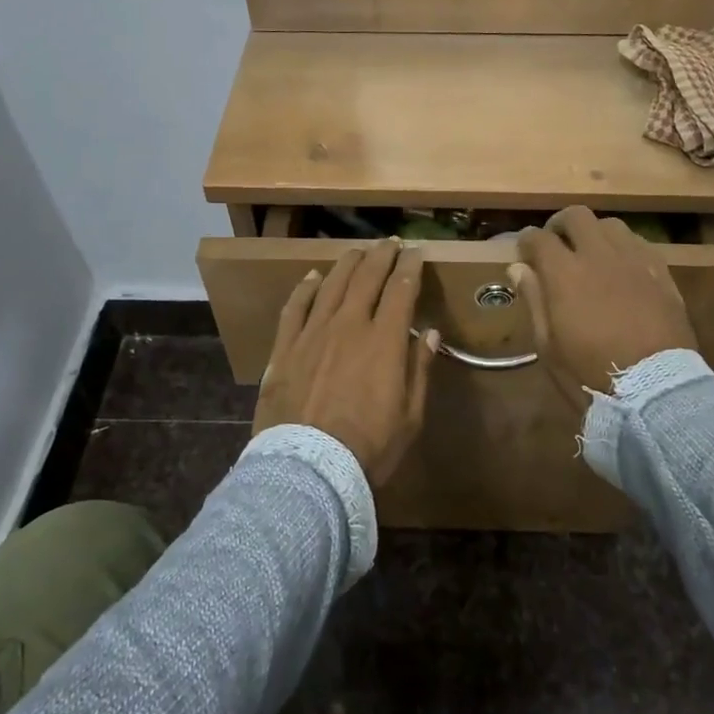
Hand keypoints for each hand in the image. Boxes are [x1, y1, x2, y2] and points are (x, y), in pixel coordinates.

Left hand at [253, 239, 439, 489]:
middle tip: (390, 244)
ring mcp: (312, 333)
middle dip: (381, 256)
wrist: (308, 469)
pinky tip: (312, 277)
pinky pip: (294, 307)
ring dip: (347, 264)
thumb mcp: (410, 416)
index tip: (416, 253)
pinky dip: (305, 288)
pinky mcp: (284, 348)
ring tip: (357, 252)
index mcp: (384, 340)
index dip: (410, 268)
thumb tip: (429, 334)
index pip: (400, 290)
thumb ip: (420, 370)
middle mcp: (348, 325)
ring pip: (331, 285)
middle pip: (366, 278)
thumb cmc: (369, 448)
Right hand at [509, 207, 698, 411]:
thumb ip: (534, 300)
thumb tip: (519, 268)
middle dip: (560, 225)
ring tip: (591, 253)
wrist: (655, 390)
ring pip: (610, 225)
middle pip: (576, 216)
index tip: (524, 253)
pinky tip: (622, 267)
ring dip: (594, 233)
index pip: (538, 238)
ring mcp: (634, 260)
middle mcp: (599, 255)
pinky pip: (639, 244)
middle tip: (556, 243)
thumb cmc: (590, 374)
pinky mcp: (661, 272)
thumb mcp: (549, 346)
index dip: (527, 241)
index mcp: (565, 273)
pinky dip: (623, 248)